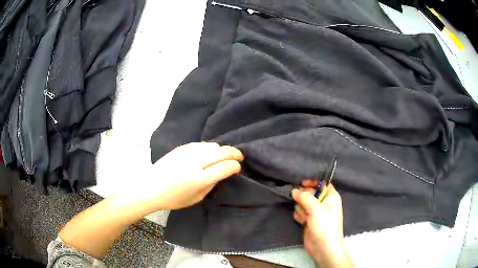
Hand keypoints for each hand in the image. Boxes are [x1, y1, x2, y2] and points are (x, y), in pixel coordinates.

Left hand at [148, 142, 243, 209]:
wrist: (150, 186)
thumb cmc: (173, 198)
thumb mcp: (196, 198)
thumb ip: (211, 185)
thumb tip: (221, 173)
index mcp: (199, 179)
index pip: (225, 167)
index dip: (235, 166)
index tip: (237, 168)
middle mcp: (195, 162)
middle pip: (222, 152)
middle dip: (234, 153)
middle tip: (239, 156)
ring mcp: (187, 152)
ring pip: (212, 145)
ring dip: (221, 149)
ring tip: (223, 155)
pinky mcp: (181, 147)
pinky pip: (201, 144)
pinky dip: (209, 147)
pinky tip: (209, 153)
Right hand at [292, 182, 353, 267]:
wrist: (323, 247)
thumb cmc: (324, 225)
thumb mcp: (315, 209)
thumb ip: (304, 197)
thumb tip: (294, 190)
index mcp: (331, 196)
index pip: (322, 184)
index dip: (312, 183)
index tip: (301, 184)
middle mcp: (323, 203)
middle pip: (309, 193)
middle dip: (303, 199)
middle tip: (304, 206)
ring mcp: (315, 212)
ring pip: (302, 203)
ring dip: (301, 209)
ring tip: (305, 218)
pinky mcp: (308, 220)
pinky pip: (300, 212)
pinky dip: (300, 216)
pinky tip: (302, 222)